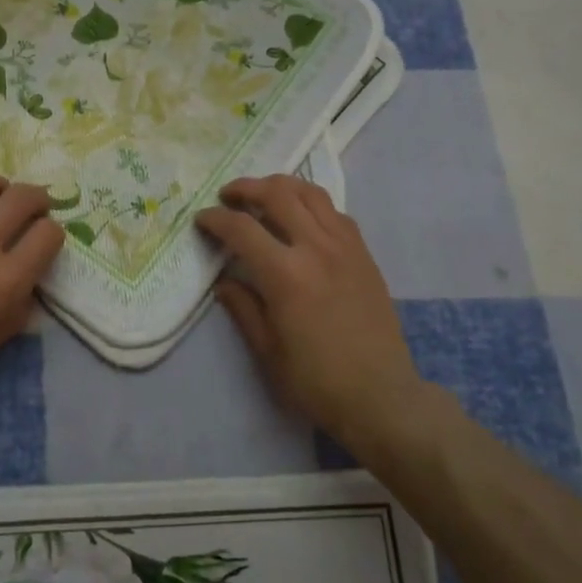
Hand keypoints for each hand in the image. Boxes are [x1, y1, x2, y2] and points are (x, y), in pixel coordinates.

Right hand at [196, 175, 453, 454]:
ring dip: (282, 187)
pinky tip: (302, 220)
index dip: (215, 219)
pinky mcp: (364, 254)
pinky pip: (335, 213)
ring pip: (311, 193)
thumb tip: (223, 281)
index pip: (242, 229)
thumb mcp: (267, 349)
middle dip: (246, 188)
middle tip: (228, 197)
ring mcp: (346, 247)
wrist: (380, 396)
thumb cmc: (316, 381)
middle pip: (278, 194)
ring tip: (264, 196)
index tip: (201, 220)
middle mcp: (317, 249)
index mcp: (286, 275)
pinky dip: (312, 205)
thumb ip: (243, 307)